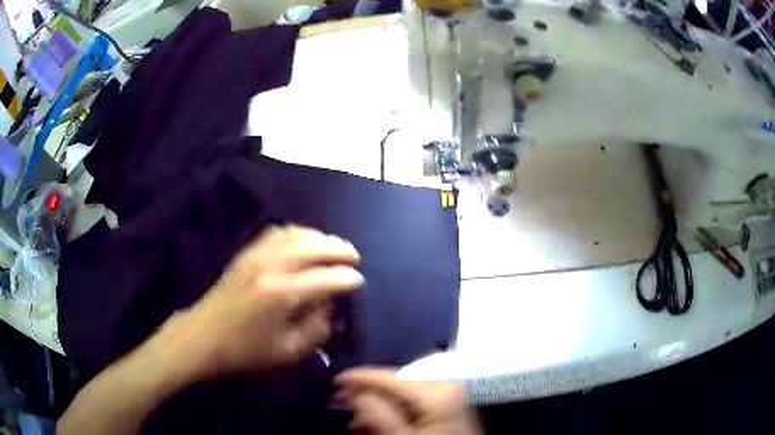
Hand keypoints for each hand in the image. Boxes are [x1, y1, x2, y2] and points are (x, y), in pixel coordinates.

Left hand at [174, 225, 362, 376]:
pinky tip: (302, 241)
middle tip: (353, 256)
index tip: (358, 281)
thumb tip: (329, 306)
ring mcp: (255, 256)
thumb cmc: (245, 352)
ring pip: (294, 234)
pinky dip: (295, 233)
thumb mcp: (287, 354)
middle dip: (338, 249)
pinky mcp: (245, 254)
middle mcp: (270, 267)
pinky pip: (275, 233)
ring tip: (332, 246)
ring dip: (318, 237)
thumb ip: (315, 329)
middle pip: (312, 246)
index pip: (325, 279)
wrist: (202, 338)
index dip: (347, 278)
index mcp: (282, 294)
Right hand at [335, 369, 482, 434]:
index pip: (390, 378)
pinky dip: (394, 413)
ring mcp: (450, 398)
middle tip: (340, 403)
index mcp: (437, 392)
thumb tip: (356, 393)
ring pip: (403, 397)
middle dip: (367, 396)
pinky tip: (378, 424)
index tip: (336, 380)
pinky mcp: (449, 409)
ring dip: (377, 407)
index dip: (360, 377)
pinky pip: (415, 405)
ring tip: (355, 422)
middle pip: (395, 386)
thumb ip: (378, 416)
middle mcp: (445, 388)